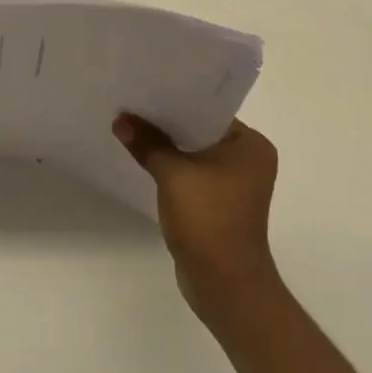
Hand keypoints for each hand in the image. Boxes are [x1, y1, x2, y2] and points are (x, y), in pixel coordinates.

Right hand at [113, 113, 281, 320]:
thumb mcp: (172, 174)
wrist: (224, 286)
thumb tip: (120, 120)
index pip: (208, 110)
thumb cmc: (208, 220)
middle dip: (167, 123)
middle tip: (133, 103)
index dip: (176, 100)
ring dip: (167, 146)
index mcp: (250, 145)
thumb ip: (147, 143)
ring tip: (132, 126)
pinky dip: (171, 167)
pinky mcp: (219, 203)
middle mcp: (248, 159)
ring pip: (194, 152)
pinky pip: (192, 173)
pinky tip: (144, 157)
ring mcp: (235, 184)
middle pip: (199, 130)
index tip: (145, 87)